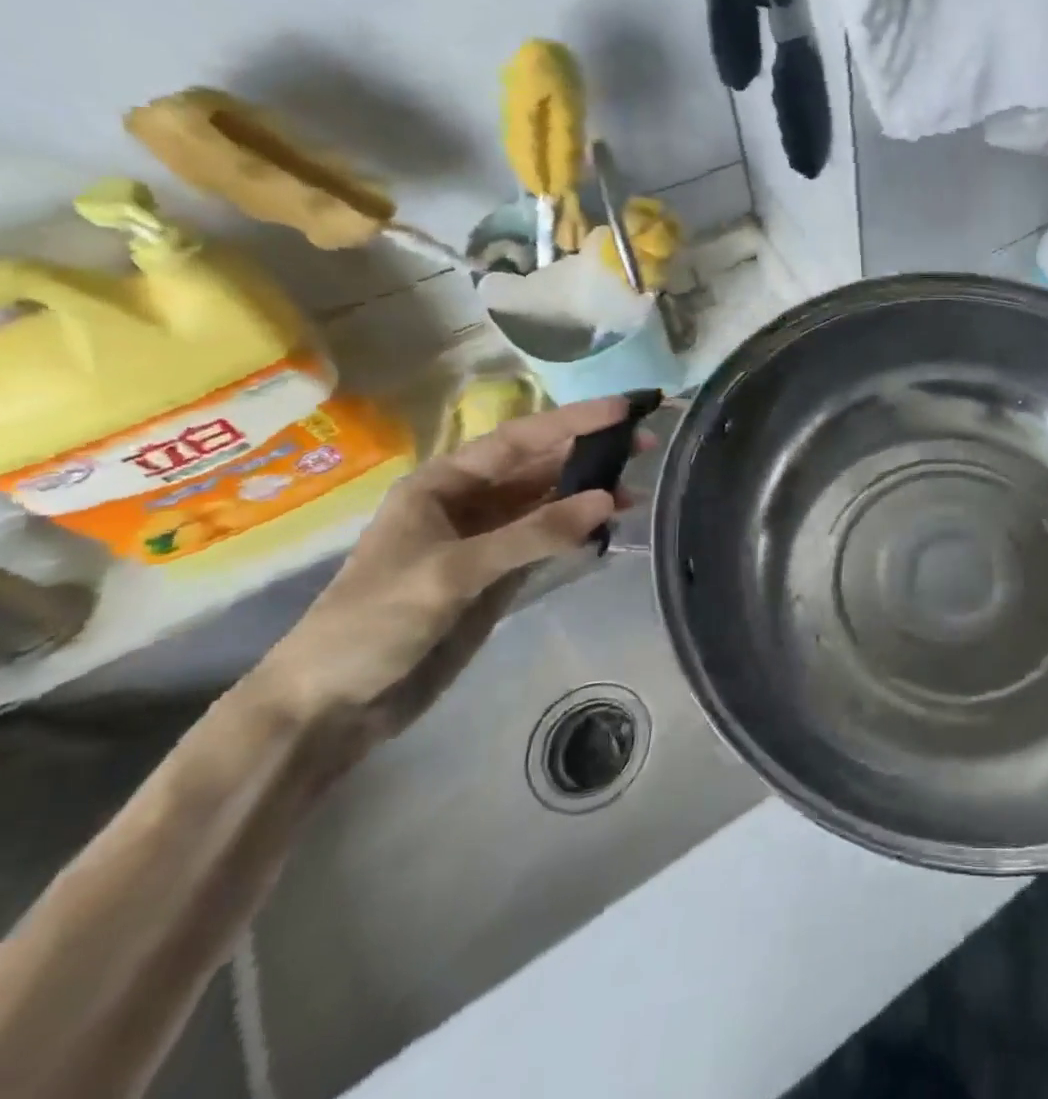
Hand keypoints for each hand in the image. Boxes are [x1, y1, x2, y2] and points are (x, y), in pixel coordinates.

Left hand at [251, 396, 643, 762]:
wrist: (330, 707)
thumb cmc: (374, 623)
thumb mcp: (453, 572)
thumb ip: (534, 533)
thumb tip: (610, 498)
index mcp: (442, 484)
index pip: (520, 439)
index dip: (574, 421)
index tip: (626, 409)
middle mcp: (468, 502)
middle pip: (540, 465)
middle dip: (591, 452)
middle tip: (648, 444)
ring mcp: (486, 540)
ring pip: (550, 502)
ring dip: (592, 493)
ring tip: (639, 490)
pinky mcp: (499, 574)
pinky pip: (550, 539)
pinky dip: (581, 530)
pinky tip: (611, 526)